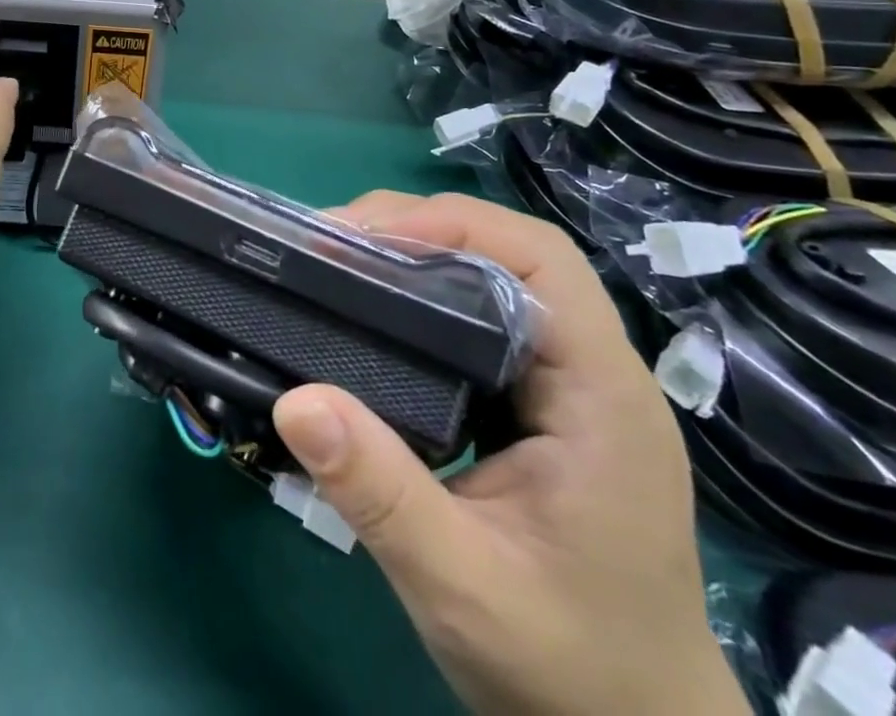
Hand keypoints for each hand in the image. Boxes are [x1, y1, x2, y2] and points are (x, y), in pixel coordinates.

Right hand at [272, 193, 746, 715]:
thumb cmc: (569, 672)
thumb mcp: (463, 587)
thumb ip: (380, 493)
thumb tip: (294, 401)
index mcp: (601, 395)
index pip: (538, 260)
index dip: (450, 224)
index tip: (360, 238)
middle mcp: (592, 371)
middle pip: (510, 253)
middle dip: (416, 230)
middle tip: (328, 243)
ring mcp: (568, 386)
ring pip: (493, 279)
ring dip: (416, 256)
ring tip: (339, 264)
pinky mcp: (540, 404)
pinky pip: (481, 318)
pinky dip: (422, 297)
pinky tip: (376, 314)